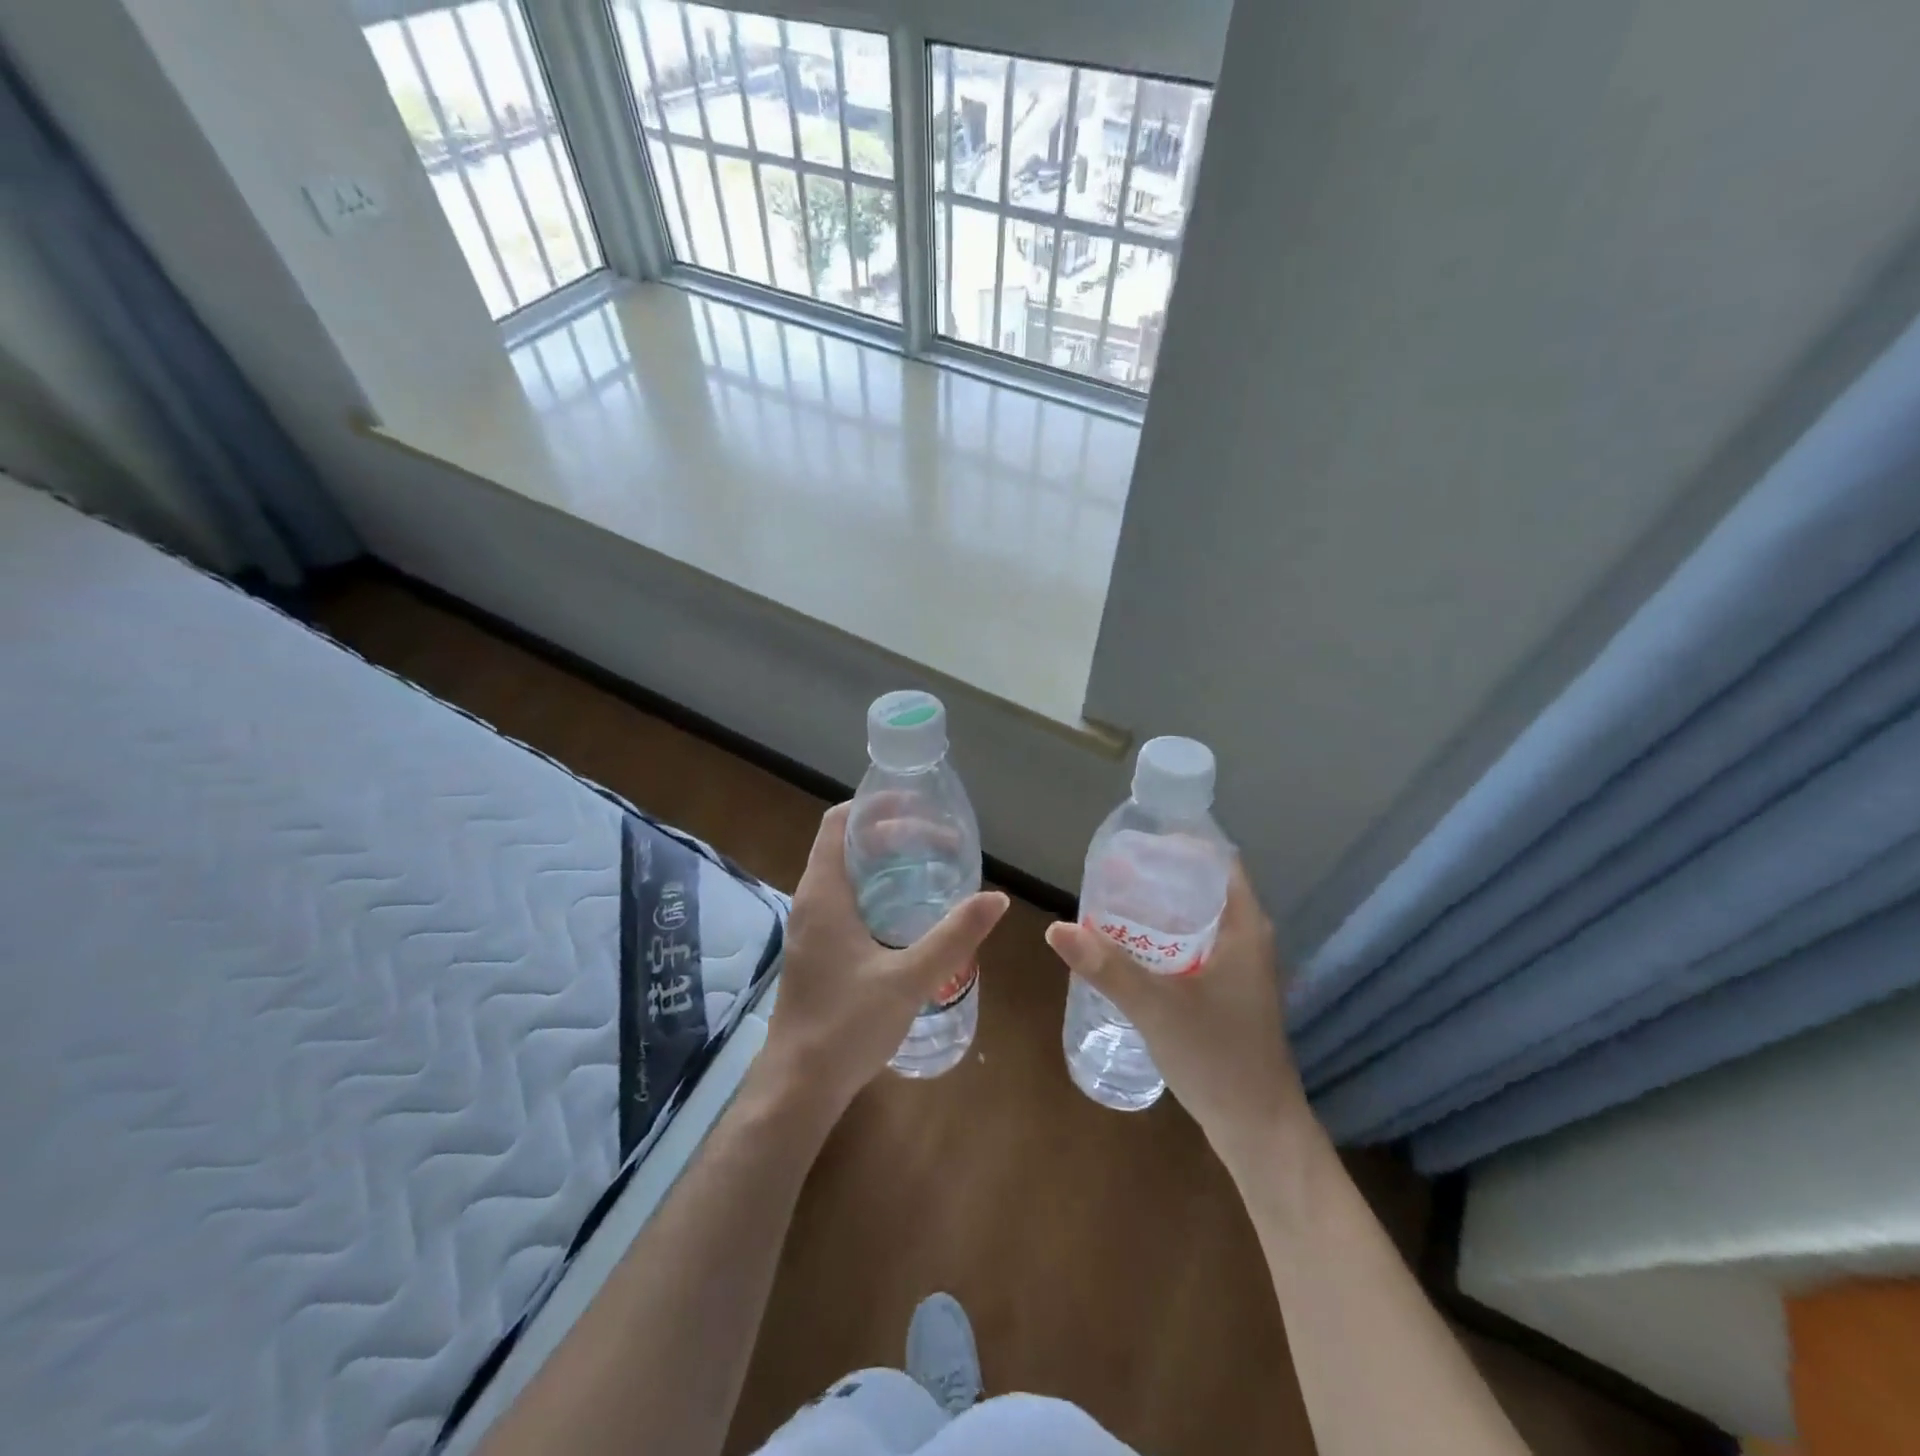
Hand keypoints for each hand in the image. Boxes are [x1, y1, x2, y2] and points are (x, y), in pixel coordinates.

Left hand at [761, 802, 1008, 1121]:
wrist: (799, 1085)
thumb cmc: (847, 1025)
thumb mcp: (909, 977)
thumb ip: (954, 936)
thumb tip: (997, 898)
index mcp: (824, 893)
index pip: (840, 823)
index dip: (875, 806)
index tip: (918, 806)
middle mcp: (812, 900)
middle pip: (847, 844)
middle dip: (892, 834)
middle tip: (940, 841)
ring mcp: (811, 927)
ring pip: (847, 873)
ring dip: (885, 862)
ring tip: (931, 867)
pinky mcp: (817, 949)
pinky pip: (846, 899)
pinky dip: (877, 889)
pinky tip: (909, 912)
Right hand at [1045, 861, 1309, 1164]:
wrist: (1258, 1129)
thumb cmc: (1217, 1057)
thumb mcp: (1156, 1007)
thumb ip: (1107, 966)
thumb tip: (1056, 928)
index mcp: (1245, 928)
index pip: (1219, 861)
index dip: (1182, 844)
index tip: (1138, 842)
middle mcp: (1248, 939)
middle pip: (1204, 887)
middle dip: (1161, 875)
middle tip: (1114, 873)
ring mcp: (1240, 968)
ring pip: (1199, 919)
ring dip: (1162, 907)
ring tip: (1115, 902)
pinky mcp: (1229, 992)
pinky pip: (1196, 945)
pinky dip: (1166, 937)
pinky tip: (1132, 948)